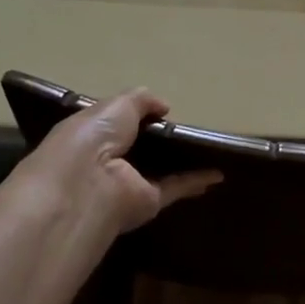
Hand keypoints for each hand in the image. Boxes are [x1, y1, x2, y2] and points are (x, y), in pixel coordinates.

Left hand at [9, 88, 221, 237]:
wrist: (86, 185)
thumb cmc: (92, 138)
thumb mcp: (116, 105)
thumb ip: (141, 100)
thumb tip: (163, 106)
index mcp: (92, 135)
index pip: (116, 123)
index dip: (136, 115)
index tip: (160, 108)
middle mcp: (109, 160)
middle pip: (140, 148)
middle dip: (160, 139)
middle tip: (189, 126)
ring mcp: (129, 183)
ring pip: (159, 169)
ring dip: (180, 162)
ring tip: (208, 148)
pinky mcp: (149, 202)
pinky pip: (176, 187)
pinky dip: (197, 180)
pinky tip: (218, 174)